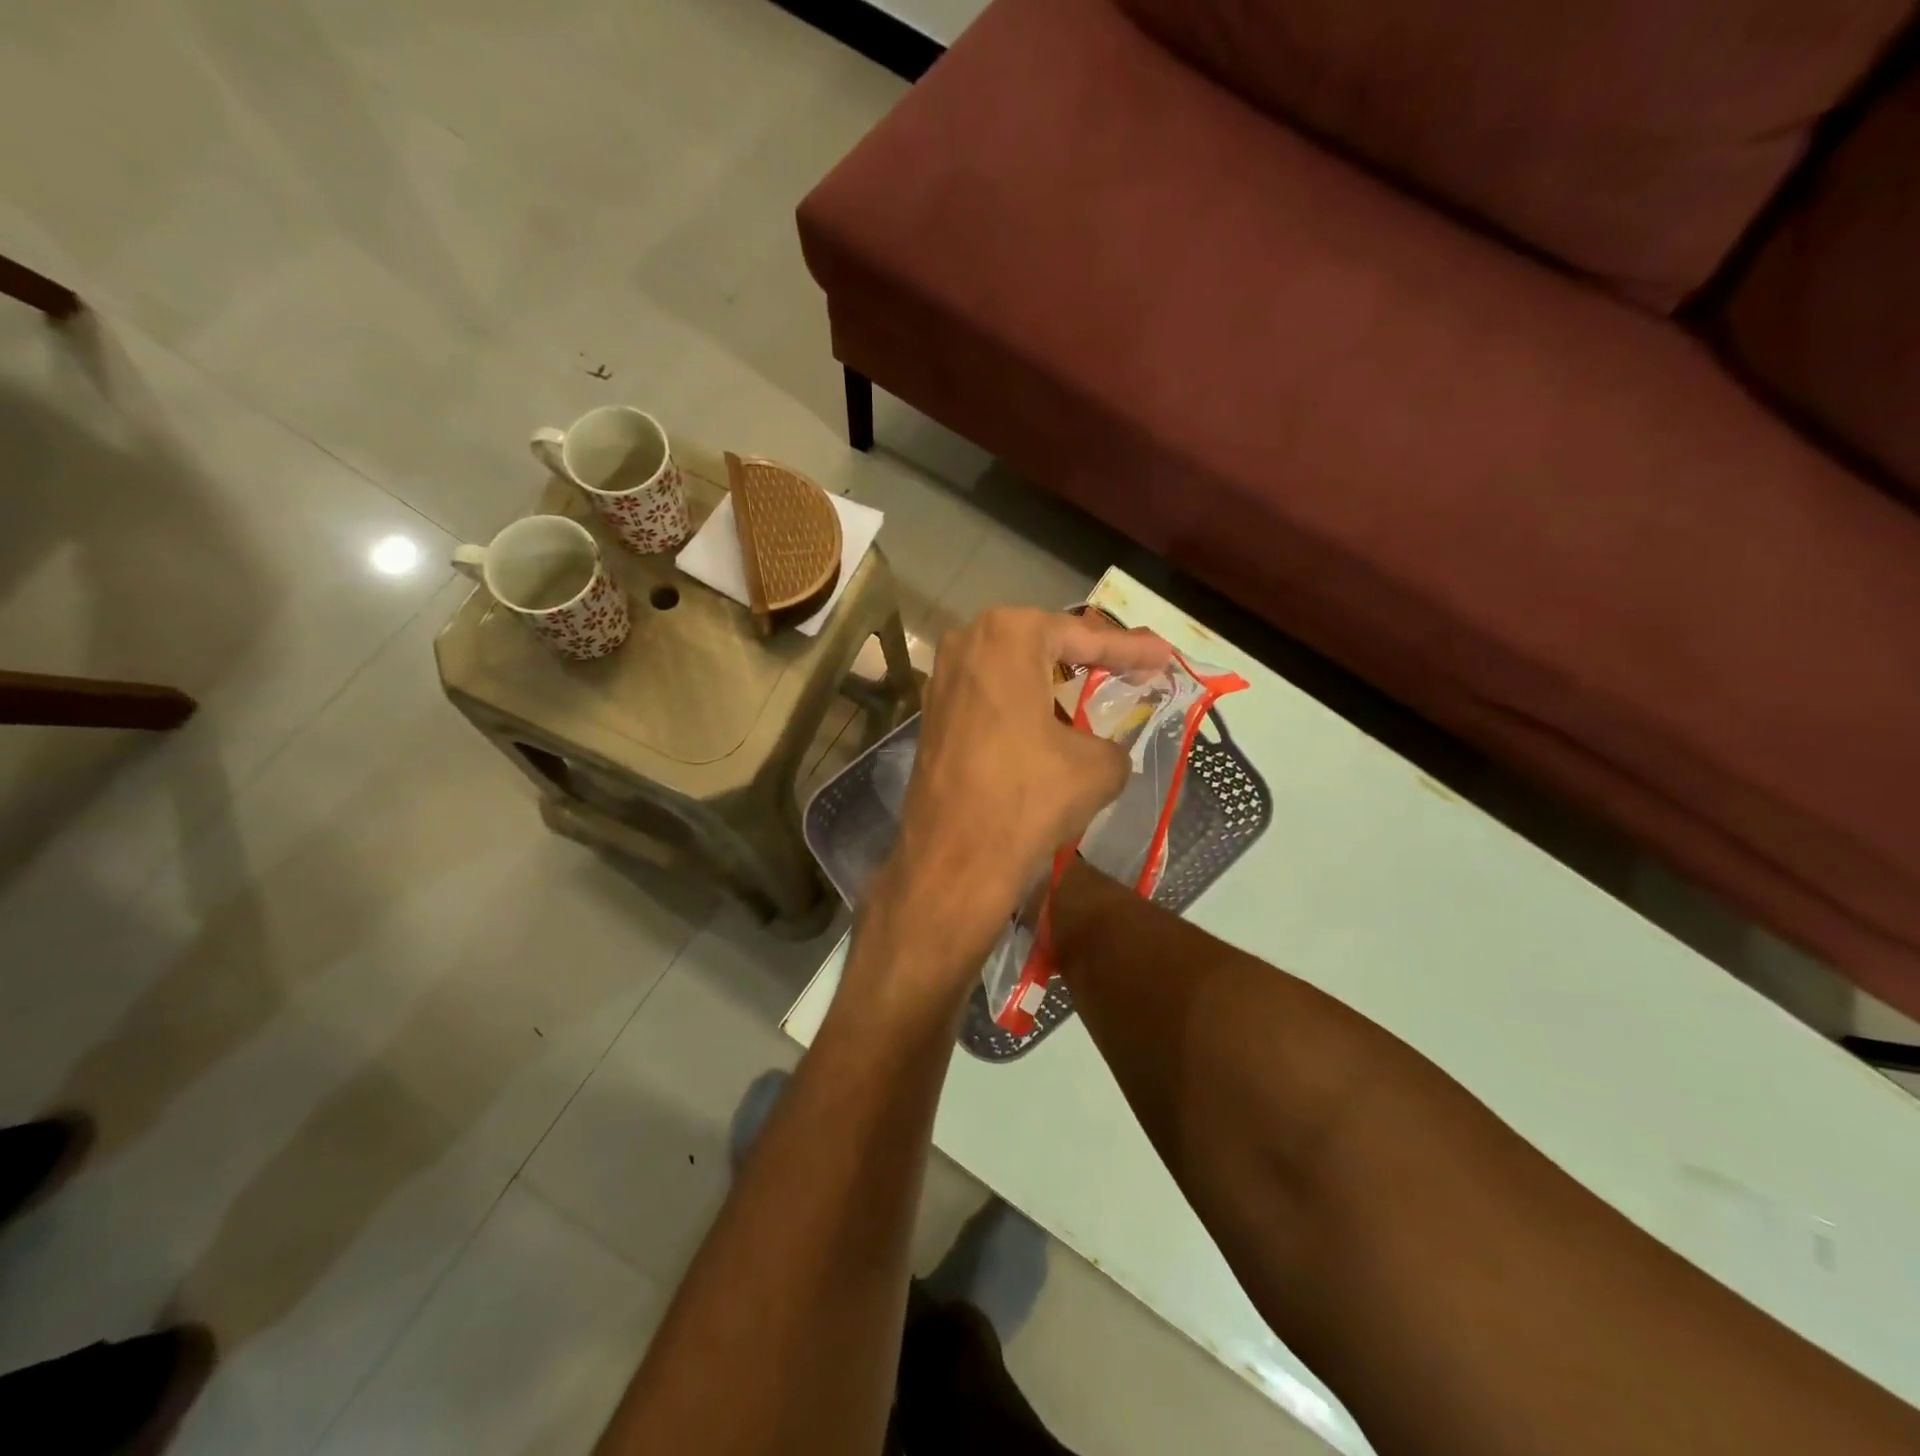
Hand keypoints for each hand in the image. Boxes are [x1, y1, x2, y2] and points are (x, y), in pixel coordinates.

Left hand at [858, 608, 1170, 1012]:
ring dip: (1052, 681)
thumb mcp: (1097, 768)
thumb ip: (1112, 743)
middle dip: (1088, 656)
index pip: (1083, 636)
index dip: (1131, 650)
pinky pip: (990, 697)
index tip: (1166, 655)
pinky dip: (1022, 705)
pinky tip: (1047, 724)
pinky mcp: (932, 716)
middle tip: (1131, 668)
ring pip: (1013, 670)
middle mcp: (967, 643)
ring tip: (1093, 692)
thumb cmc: (1027, 798)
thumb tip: (1103, 750)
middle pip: (1044, 644)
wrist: (954, 861)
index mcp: (1009, 635)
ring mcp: (942, 679)